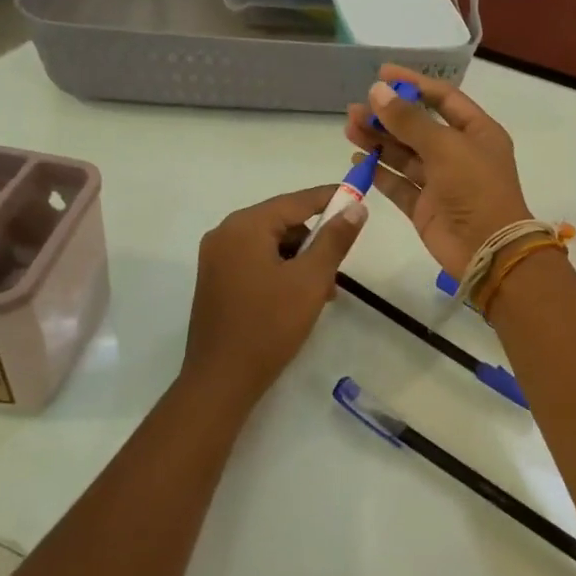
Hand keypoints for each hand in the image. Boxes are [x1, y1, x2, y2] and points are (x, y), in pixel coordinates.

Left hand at [182, 185, 367, 401]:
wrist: (222, 379)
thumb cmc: (270, 325)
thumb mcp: (311, 279)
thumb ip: (335, 239)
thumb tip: (356, 207)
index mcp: (245, 227)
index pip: (296, 201)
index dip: (330, 198)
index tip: (359, 196)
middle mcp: (225, 234)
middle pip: (282, 222)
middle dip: (315, 238)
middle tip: (340, 263)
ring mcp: (216, 259)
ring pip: (271, 244)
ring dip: (300, 259)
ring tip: (323, 290)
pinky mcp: (216, 281)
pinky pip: (256, 262)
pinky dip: (282, 271)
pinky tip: (299, 297)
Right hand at [344, 65, 532, 276]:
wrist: (487, 248)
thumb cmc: (475, 188)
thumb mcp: (445, 146)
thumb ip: (409, 120)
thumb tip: (378, 91)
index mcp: (477, 132)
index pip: (443, 98)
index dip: (414, 84)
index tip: (381, 74)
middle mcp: (459, 153)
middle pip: (418, 127)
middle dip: (388, 116)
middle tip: (356, 109)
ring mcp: (441, 182)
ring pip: (405, 154)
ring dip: (379, 140)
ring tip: (350, 127)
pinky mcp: (425, 207)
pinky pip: (399, 183)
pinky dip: (379, 171)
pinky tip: (358, 158)